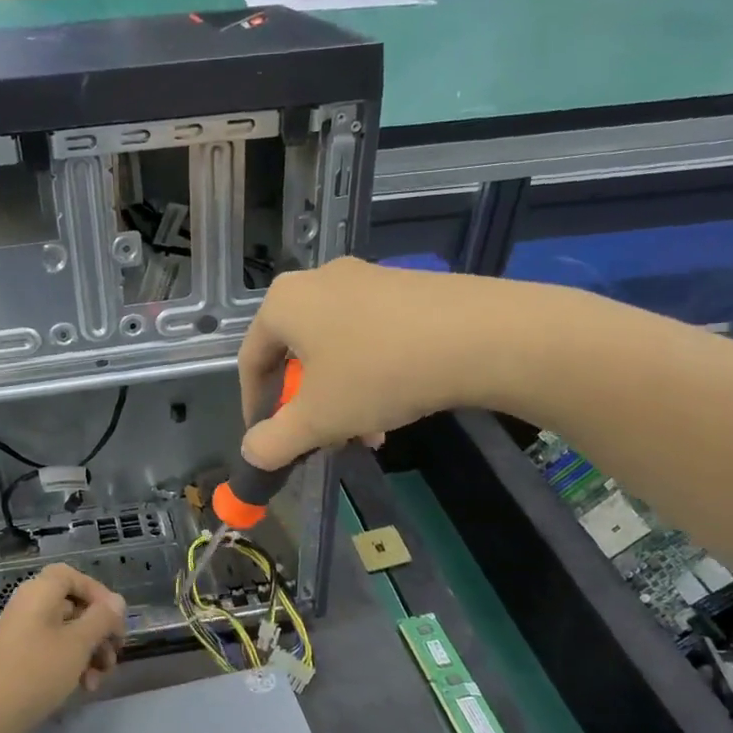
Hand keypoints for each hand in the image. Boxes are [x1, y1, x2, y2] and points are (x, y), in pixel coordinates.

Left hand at [0, 565, 127, 732]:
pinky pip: (54, 654)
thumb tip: (117, 601)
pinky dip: (73, 667)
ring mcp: (24, 636)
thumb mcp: (77, 644)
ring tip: (98, 680)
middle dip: (99, 631)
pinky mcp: (21, 662)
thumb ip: (102, 619)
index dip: (98, 593)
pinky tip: (84, 688)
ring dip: (90, 654)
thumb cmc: (36, 672)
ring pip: (68, 634)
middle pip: (74, 607)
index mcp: (39, 593)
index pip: (73, 576)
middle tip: (115, 655)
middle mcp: (30, 608)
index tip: (116, 619)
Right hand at [237, 258, 568, 468]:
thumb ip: (273, 441)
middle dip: (306, 407)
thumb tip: (252, 453)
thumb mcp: (317, 419)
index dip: (254, 407)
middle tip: (321, 439)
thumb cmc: (378, 374)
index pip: (250, 361)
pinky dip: (371, 375)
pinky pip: (371, 337)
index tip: (267, 441)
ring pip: (336, 350)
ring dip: (341, 398)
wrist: (481, 335)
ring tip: (365, 434)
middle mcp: (318, 281)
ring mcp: (366, 279)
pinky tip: (396, 406)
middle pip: (296, 356)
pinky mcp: (406, 287)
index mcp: (284, 303)